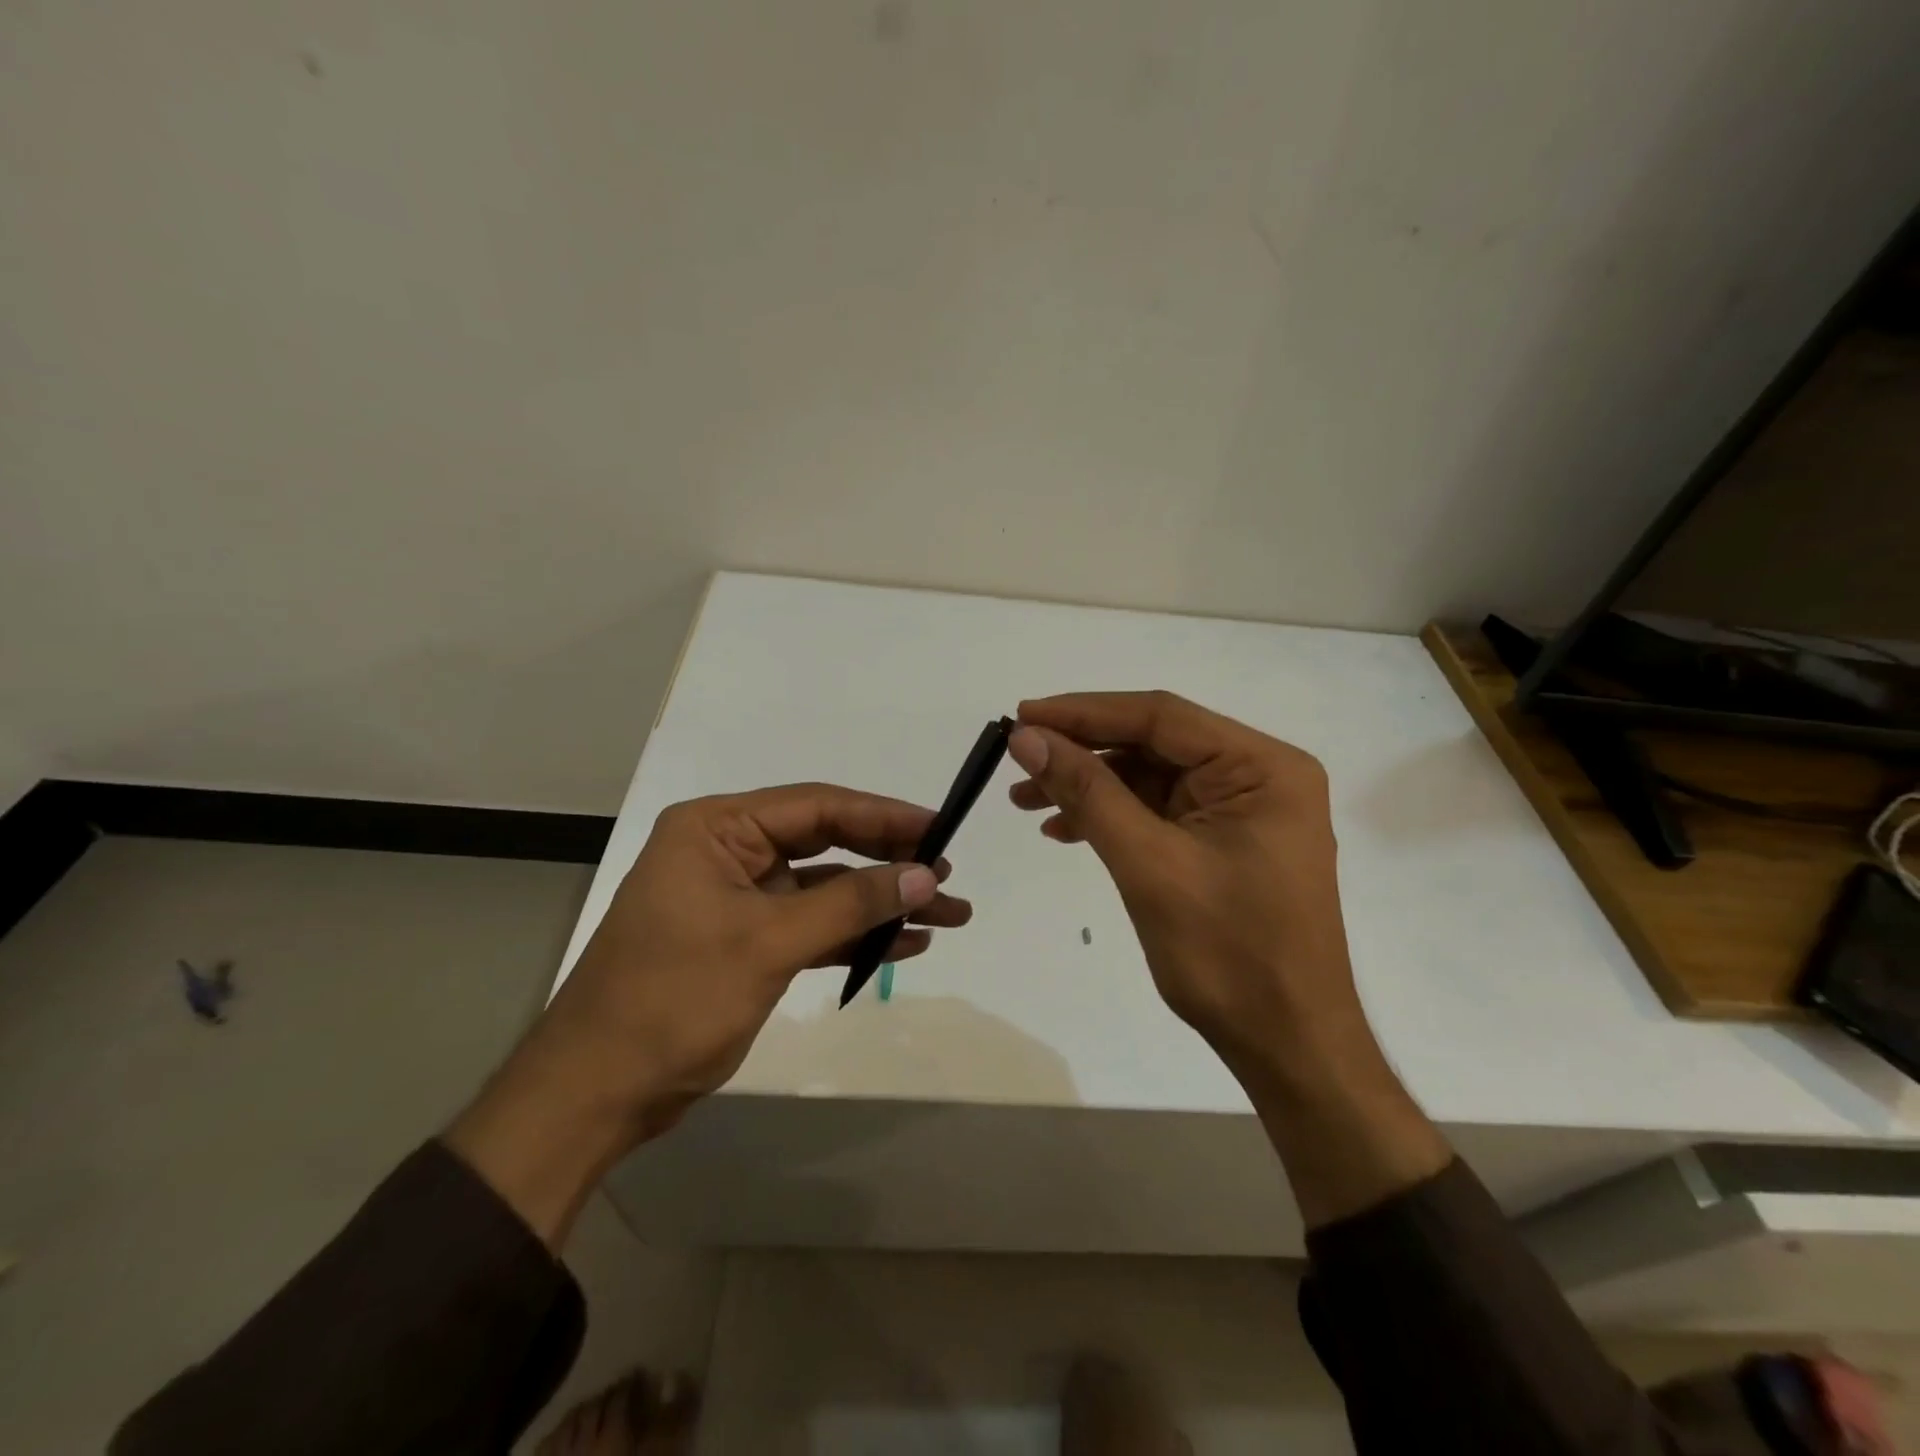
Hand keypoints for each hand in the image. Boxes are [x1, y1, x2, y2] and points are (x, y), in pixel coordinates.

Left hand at [448, 783, 971, 1245]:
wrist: (595, 1094)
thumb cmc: (671, 1001)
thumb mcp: (768, 944)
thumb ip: (850, 904)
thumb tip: (927, 875)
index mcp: (716, 829)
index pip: (816, 807)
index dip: (883, 816)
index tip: (939, 828)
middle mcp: (728, 852)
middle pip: (826, 843)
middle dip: (889, 862)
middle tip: (948, 875)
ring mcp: (739, 899)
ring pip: (826, 888)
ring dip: (882, 904)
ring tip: (948, 915)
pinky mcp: (748, 941)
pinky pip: (813, 926)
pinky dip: (855, 935)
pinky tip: (905, 944)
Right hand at [1007, 691, 1448, 1225]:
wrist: (1287, 1045)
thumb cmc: (1229, 955)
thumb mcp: (1149, 865)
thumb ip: (1088, 793)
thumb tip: (1027, 738)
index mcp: (1262, 767)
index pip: (1160, 717)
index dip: (1084, 712)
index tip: (1021, 716)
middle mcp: (1259, 775)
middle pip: (1154, 743)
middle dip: (1083, 752)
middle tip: (1018, 759)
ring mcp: (1243, 810)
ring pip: (1150, 777)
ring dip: (1090, 786)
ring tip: (1026, 799)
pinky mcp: (1225, 841)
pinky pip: (1159, 811)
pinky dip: (1112, 816)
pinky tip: (1065, 829)